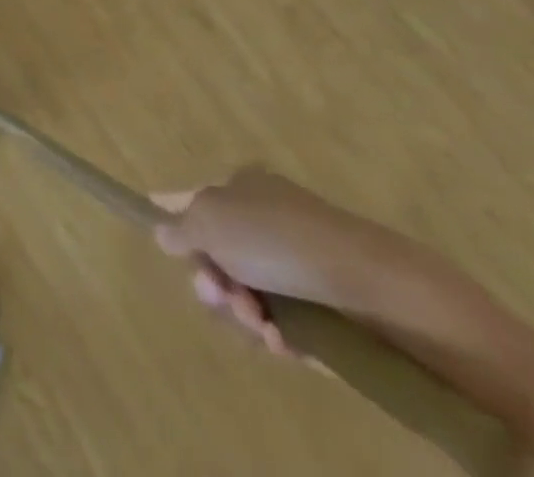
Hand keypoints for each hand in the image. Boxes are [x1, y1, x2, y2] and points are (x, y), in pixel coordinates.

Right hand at [151, 169, 410, 354]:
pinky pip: (285, 324)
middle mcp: (265, 220)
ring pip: (248, 294)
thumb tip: (163, 233)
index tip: (158, 237)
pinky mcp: (324, 308)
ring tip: (261, 325)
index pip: (193, 199)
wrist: (375, 287)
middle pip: (218, 255)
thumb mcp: (210, 222)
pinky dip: (278, 336)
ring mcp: (296, 265)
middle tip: (219, 296)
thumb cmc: (278, 239)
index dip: (171, 215)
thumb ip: (180, 229)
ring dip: (244, 313)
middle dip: (213, 282)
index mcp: (240, 189)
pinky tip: (284, 343)